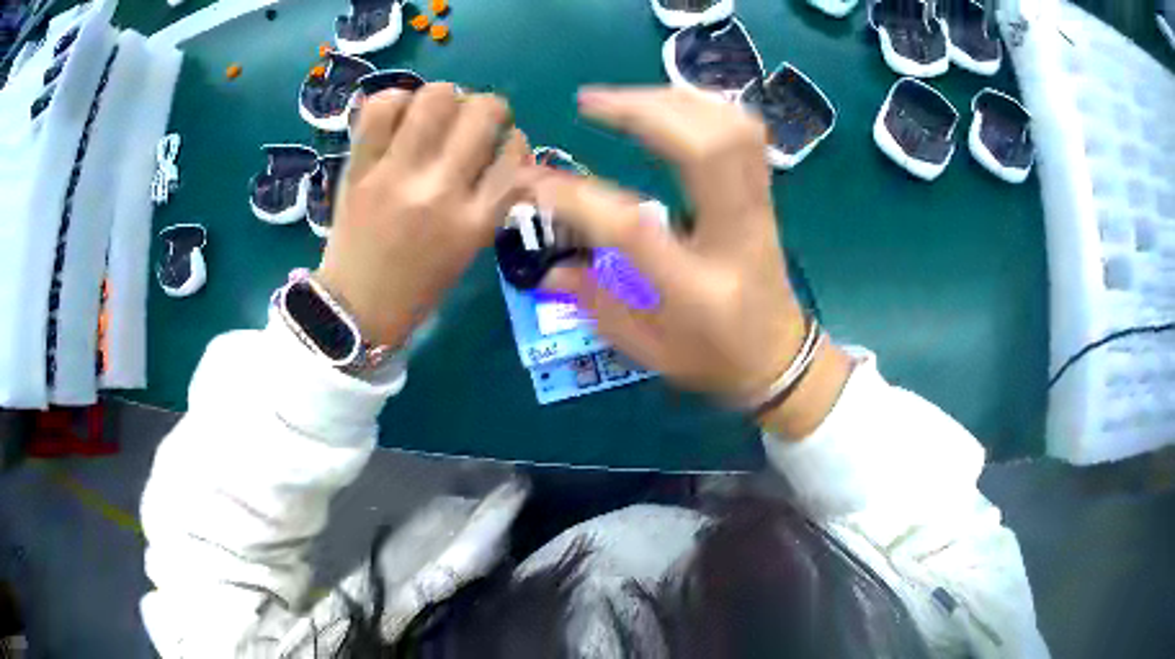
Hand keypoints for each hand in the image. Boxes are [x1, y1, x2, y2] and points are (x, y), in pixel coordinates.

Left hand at [318, 84, 529, 346]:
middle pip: (484, 111)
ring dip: (444, 97)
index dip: (515, 141)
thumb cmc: (418, 287)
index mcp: (474, 221)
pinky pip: (380, 109)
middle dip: (488, 108)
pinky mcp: (359, 169)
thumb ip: (491, 199)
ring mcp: (396, 175)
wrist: (355, 309)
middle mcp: (441, 191)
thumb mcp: (469, 248)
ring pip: (436, 97)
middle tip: (472, 121)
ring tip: (434, 114)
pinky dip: (394, 101)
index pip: (517, 153)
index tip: (502, 146)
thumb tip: (501, 149)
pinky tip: (398, 115)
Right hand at [534, 87, 849, 434]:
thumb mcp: (646, 349)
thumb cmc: (712, 358)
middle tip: (588, 102)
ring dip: (673, 100)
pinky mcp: (765, 195)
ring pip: (731, 129)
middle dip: (642, 111)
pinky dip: (704, 106)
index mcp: (698, 289)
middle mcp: (735, 238)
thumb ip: (594, 302)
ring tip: (623, 98)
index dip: (578, 198)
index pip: (633, 228)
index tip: (535, 181)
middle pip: (705, 150)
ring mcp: (758, 210)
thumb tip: (547, 266)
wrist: (779, 356)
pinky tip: (669, 104)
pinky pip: (744, 132)